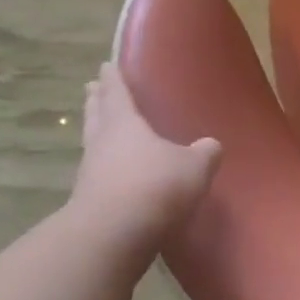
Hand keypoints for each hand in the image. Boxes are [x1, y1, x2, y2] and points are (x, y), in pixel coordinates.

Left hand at [69, 63, 221, 242]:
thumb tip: (210, 145)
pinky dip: (105, 165)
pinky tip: (116, 171)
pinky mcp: (89, 200)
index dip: (114, 79)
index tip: (106, 65)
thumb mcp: (195, 166)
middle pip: (97, 115)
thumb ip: (205, 152)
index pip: (117, 93)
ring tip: (101, 125)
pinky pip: (98, 172)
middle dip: (97, 100)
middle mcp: (102, 143)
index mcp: (125, 124)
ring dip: (95, 131)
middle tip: (93, 88)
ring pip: (93, 142)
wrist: (114, 234)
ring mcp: (91, 173)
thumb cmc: (155, 186)